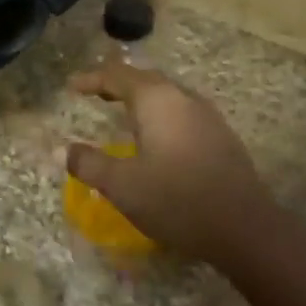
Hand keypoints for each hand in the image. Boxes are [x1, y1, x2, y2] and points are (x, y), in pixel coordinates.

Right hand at [66, 61, 281, 267]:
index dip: (92, 78)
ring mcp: (208, 117)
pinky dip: (160, 114)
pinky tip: (157, 136)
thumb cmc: (176, 200)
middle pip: (146, 79)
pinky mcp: (221, 138)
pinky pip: (182, 112)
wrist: (245, 229)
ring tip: (122, 110)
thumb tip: (60, 150)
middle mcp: (184, 99)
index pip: (118, 76)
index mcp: (156, 101)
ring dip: (141, 98)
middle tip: (95, 92)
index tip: (72, 86)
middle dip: (118, 83)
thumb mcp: (122, 185)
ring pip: (167, 95)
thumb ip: (89, 164)